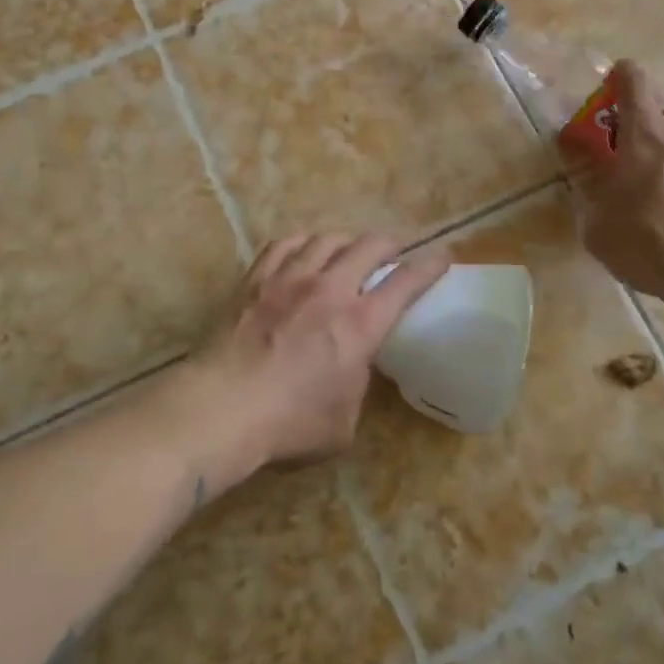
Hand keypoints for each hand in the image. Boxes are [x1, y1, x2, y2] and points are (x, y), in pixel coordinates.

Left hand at [195, 234, 449, 469]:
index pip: (406, 284)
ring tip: (348, 248)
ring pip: (326, 239)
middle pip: (368, 246)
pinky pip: (284, 245)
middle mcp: (329, 290)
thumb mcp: (343, 423)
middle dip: (390, 242)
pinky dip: (302, 242)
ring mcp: (289, 279)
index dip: (429, 266)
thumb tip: (350, 371)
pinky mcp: (255, 279)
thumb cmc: (289, 425)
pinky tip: (302, 248)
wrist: (222, 408)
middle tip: (396, 247)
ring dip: (345, 240)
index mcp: (360, 325)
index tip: (442, 255)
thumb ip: (355, 387)